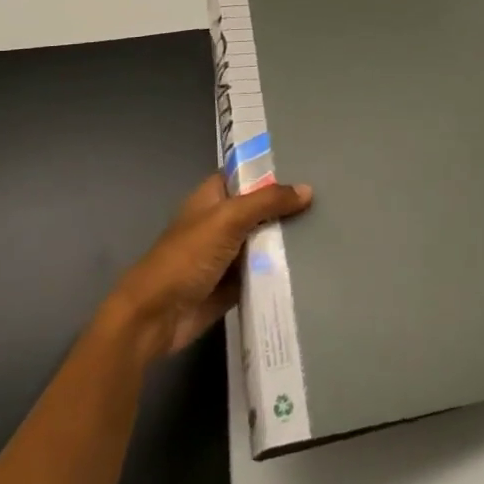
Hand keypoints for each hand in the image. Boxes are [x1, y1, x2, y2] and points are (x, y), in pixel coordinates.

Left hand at [100, 174, 312, 367]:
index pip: (246, 174)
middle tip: (328, 200)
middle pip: (260, 208)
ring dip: (287, 239)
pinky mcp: (233, 285)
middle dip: (287, 206)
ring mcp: (227, 254)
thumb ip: (267, 202)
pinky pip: (263, 271)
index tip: (308, 166)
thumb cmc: (186, 257)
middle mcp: (221, 221)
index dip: (272, 169)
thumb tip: (307, 190)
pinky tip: (313, 262)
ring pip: (264, 240)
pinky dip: (281, 269)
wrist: (155, 318)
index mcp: (213, 197)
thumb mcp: (228, 219)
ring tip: (328, 228)